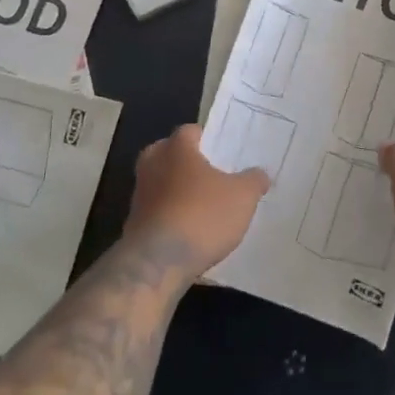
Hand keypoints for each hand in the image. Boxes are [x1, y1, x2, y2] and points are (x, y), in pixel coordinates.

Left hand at [125, 124, 269, 274]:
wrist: (158, 264)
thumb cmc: (202, 216)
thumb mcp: (243, 197)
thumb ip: (254, 180)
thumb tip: (260, 173)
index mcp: (176, 148)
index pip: (190, 131)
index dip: (207, 139)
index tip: (223, 152)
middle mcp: (152, 164)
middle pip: (169, 154)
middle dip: (187, 163)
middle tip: (211, 175)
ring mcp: (139, 194)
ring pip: (161, 183)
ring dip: (177, 191)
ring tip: (202, 205)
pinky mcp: (133, 224)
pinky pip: (156, 210)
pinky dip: (169, 215)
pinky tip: (189, 231)